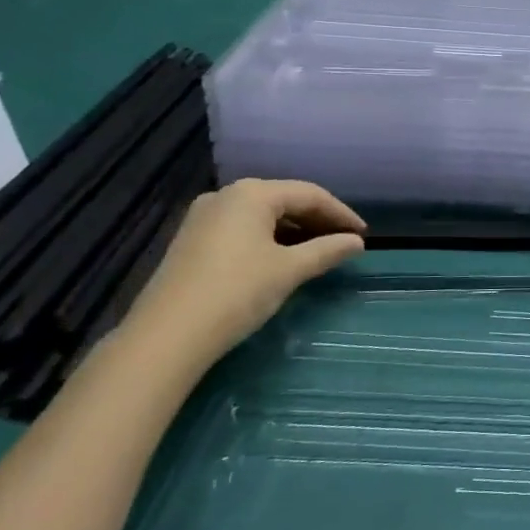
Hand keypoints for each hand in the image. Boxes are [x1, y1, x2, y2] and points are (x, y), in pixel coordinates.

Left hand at [120, 179, 365, 366]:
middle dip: (317, 220)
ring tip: (318, 251)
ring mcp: (204, 216)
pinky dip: (268, 239)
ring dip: (293, 231)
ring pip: (262, 215)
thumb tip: (356, 242)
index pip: (309, 194)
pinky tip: (281, 259)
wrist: (166, 336)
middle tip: (344, 242)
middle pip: (284, 200)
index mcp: (252, 193)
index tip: (363, 234)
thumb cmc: (236, 293)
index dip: (341, 213)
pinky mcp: (192, 240)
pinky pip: (242, 229)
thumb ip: (326, 251)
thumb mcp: (288, 271)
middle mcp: (227, 195)